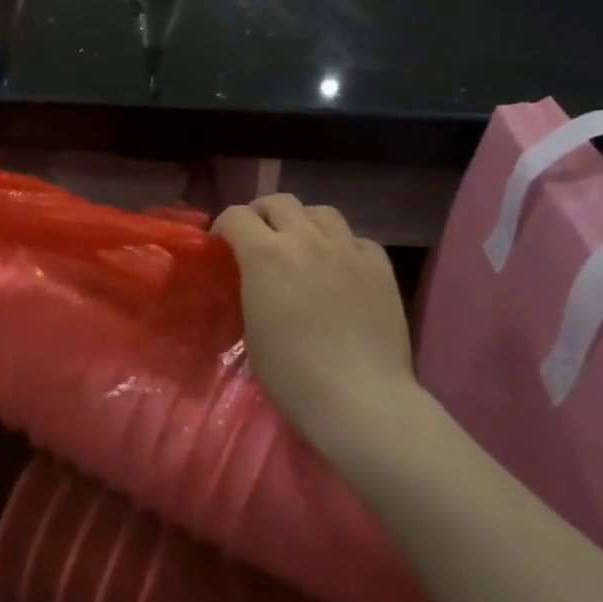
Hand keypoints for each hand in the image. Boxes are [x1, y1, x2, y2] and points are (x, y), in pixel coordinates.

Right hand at [213, 196, 417, 451]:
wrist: (361, 400)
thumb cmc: (293, 374)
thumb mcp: (252, 328)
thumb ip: (252, 288)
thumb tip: (257, 279)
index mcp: (265, 254)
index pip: (236, 215)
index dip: (224, 226)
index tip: (222, 245)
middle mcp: (305, 239)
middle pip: (278, 201)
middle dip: (262, 214)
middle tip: (259, 238)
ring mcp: (346, 249)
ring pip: (321, 212)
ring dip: (304, 222)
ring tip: (303, 245)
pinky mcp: (380, 266)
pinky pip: (357, 240)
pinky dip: (343, 247)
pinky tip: (342, 268)